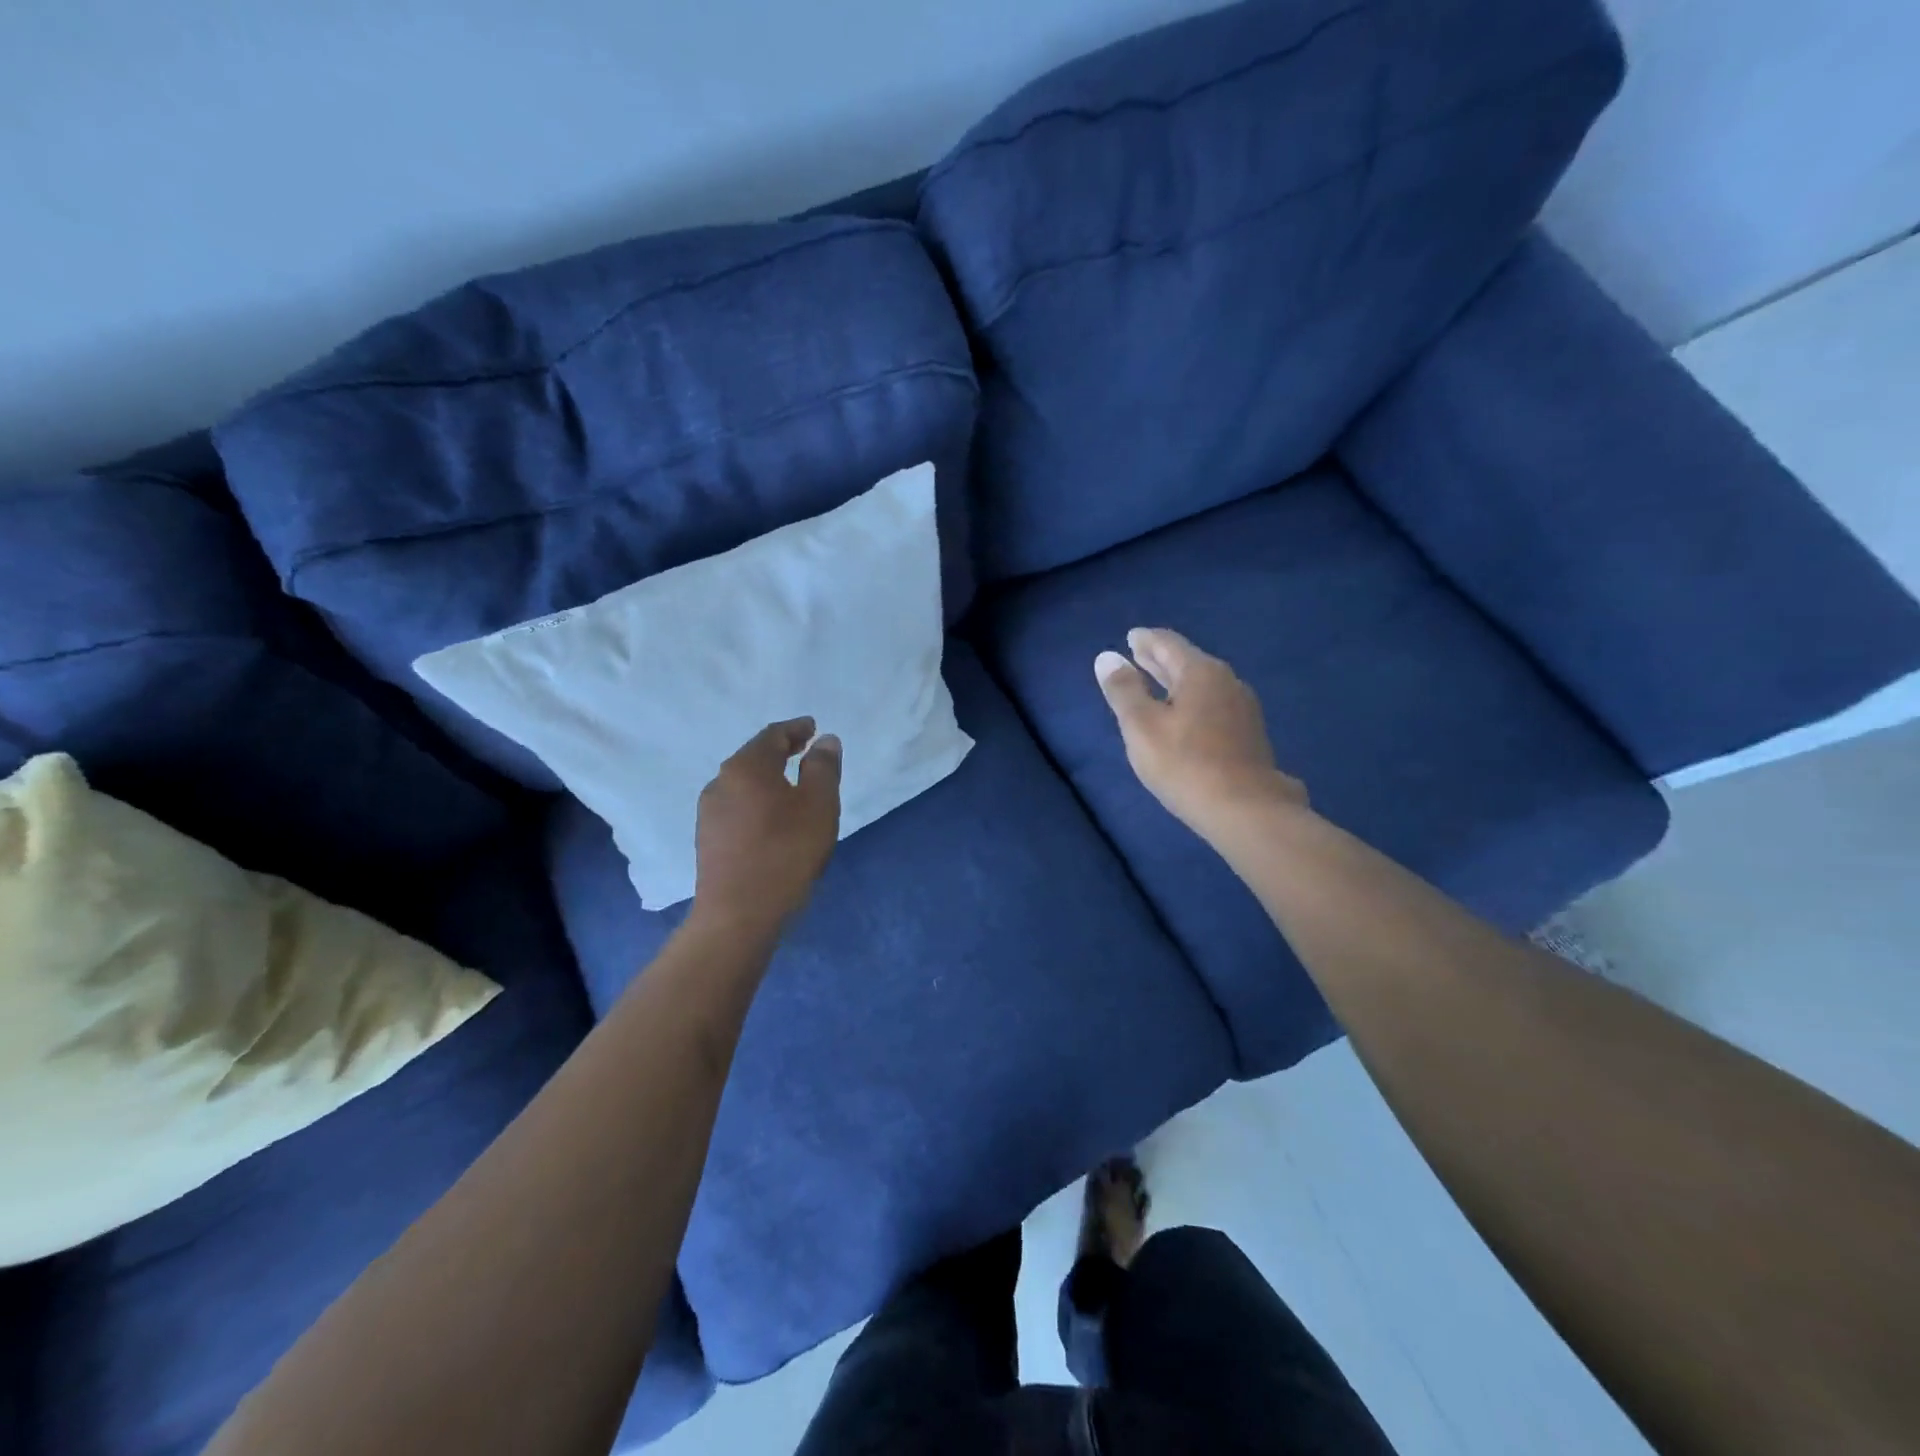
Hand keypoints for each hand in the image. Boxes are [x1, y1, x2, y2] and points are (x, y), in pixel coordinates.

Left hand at [693, 718, 841, 933]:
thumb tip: (825, 741)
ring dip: (768, 777)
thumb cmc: (786, 853)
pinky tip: (771, 816)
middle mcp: (720, 782)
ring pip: (743, 783)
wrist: (738, 915)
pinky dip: (757, 800)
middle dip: (780, 750)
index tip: (814, 728)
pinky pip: (736, 806)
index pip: (772, 735)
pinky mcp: (707, 839)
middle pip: (753, 757)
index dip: (796, 729)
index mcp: (746, 767)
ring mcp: (709, 813)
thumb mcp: (819, 806)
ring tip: (792, 784)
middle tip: (805, 750)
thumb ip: (824, 768)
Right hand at [1095, 628, 1306, 840]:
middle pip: (1187, 662)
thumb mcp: (1142, 727)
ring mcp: (1243, 708)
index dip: (1145, 639)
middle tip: (1138, 653)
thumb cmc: (1186, 765)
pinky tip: (1185, 715)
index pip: (1168, 643)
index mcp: (1200, 672)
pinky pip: (1213, 704)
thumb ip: (1123, 690)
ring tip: (1157, 683)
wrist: (1247, 810)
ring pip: (1203, 684)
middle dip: (1160, 658)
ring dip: (1177, 681)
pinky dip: (1192, 700)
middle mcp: (1227, 681)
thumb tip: (1107, 657)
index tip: (1131, 637)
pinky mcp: (1249, 734)